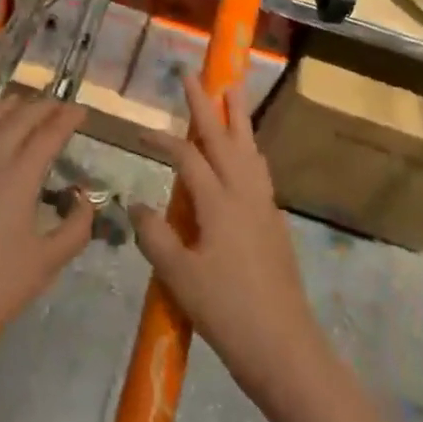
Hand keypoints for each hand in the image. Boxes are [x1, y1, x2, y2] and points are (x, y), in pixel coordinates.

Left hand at [0, 67, 93, 376]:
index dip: (67, 119)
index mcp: (19, 179)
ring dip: (3, 105)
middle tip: (56, 106)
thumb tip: (83, 199)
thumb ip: (76, 226)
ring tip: (19, 101)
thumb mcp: (49, 261)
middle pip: (16, 120)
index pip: (48, 135)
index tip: (81, 111)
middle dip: (41, 107)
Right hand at [132, 75, 325, 410]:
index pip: (187, 157)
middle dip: (208, 103)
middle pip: (225, 137)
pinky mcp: (274, 221)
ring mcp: (264, 205)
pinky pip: (259, 169)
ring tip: (233, 90)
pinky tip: (247, 153)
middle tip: (197, 73)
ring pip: (249, 148)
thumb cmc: (227, 312)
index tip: (139, 131)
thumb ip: (155, 235)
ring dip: (238, 117)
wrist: (285, 348)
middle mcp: (244, 193)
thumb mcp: (179, 276)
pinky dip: (249, 148)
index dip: (162, 140)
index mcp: (219, 202)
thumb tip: (136, 204)